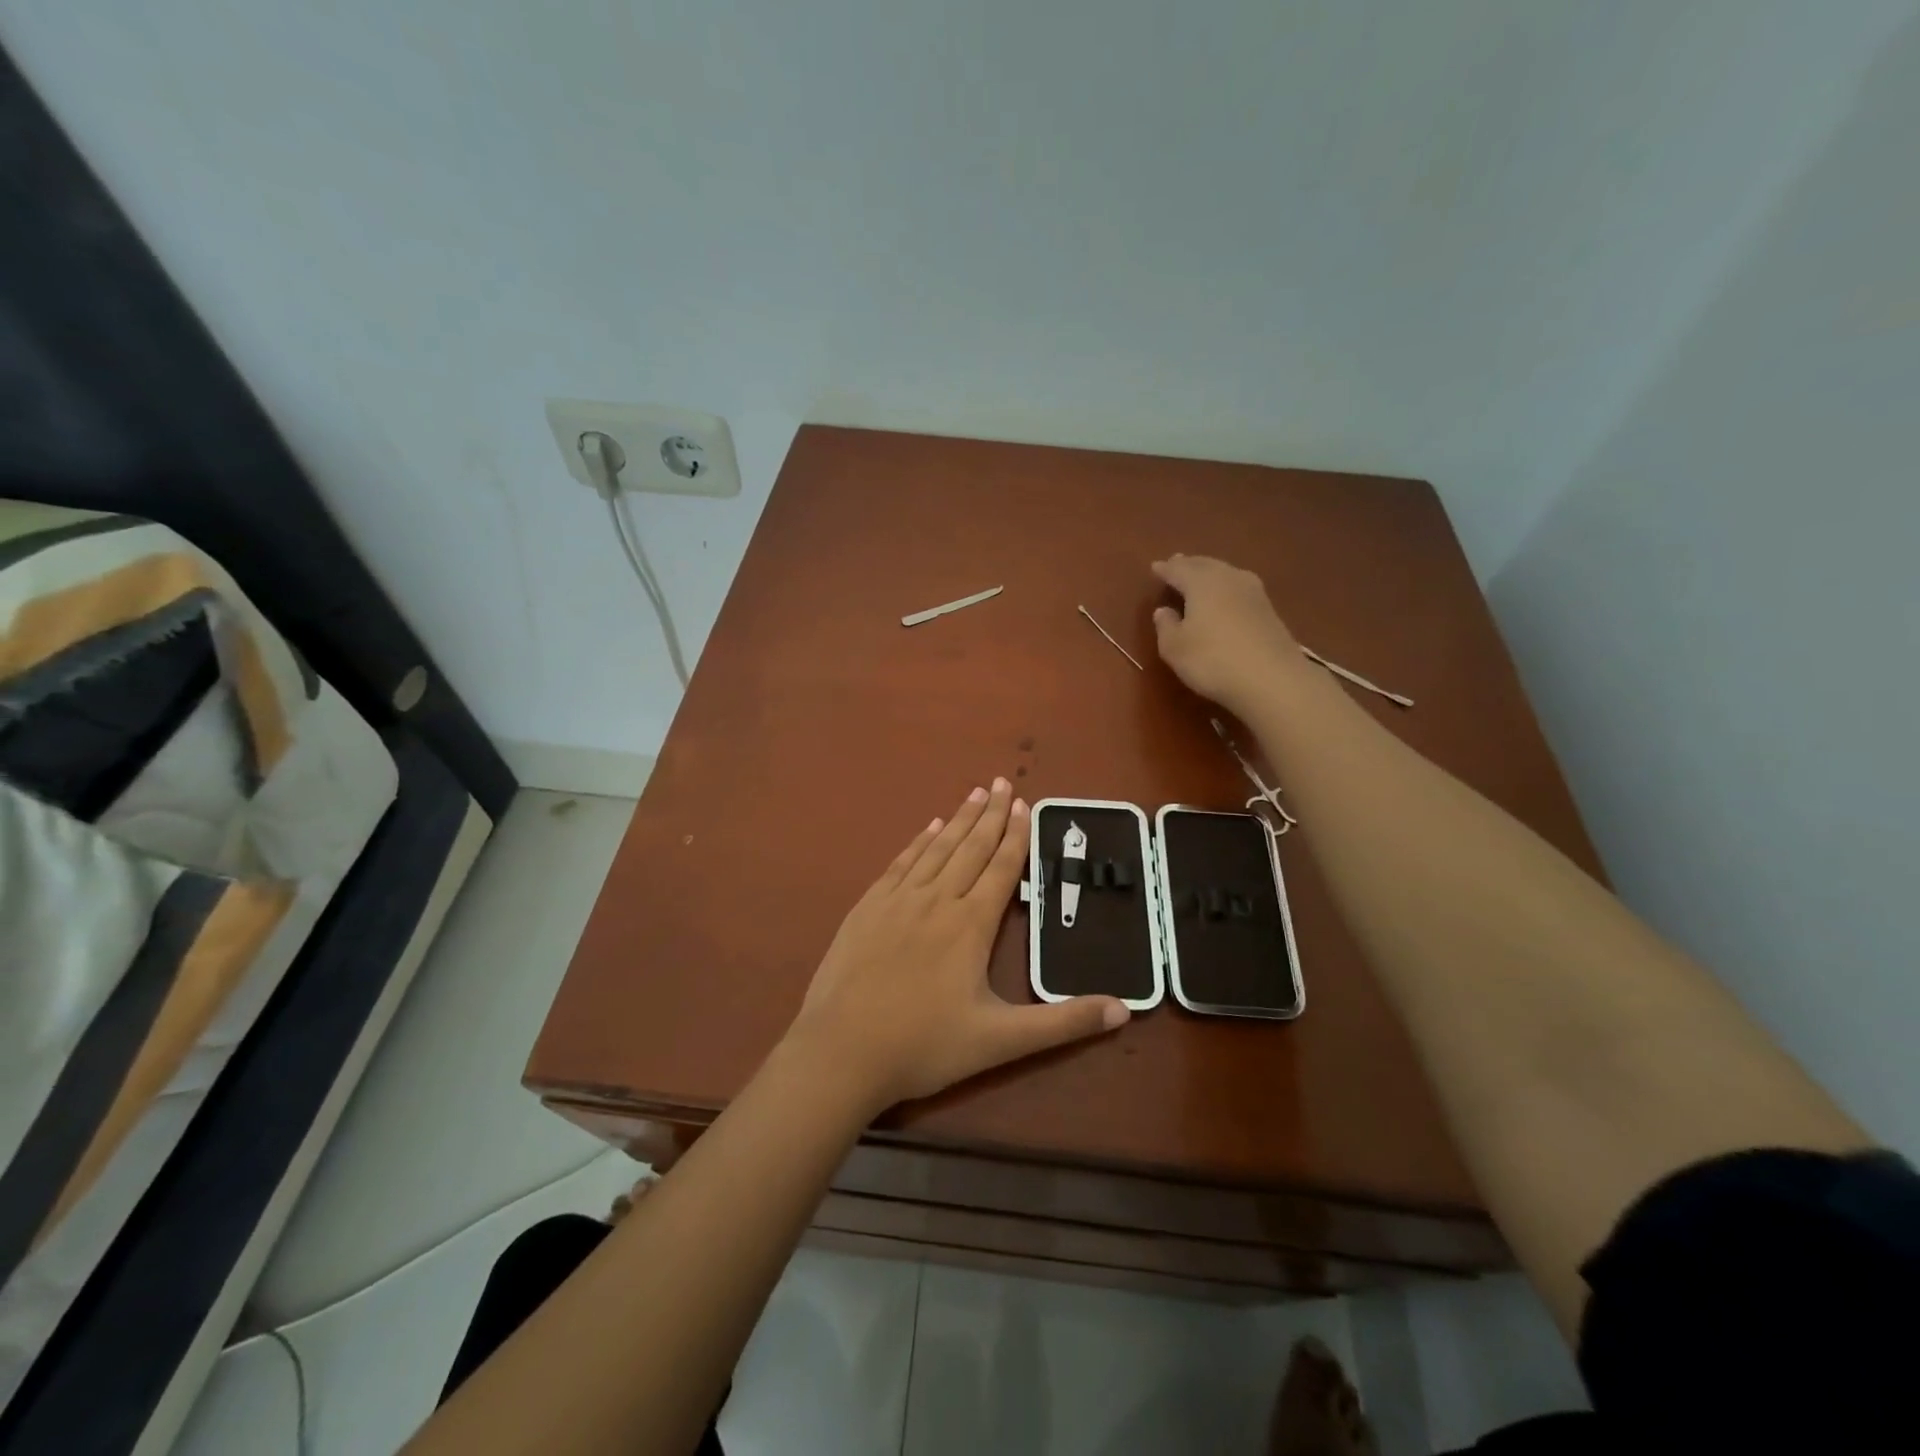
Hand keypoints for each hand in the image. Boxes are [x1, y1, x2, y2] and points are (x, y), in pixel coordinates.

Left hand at [786, 779, 1129, 1112]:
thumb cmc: (925, 1046)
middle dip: (991, 815)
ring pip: (936, 849)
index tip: (1025, 805)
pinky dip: (918, 842)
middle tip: (1003, 782)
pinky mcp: (867, 908)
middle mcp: (937, 900)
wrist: (841, 1051)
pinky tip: (928, 828)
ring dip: (958, 820)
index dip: (1016, 836)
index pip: (1001, 869)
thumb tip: (1125, 1010)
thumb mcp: (1002, 1041)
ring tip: (975, 793)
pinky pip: (900, 864)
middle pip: (971, 848)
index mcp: (970, 925)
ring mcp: (897, 901)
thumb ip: (1063, 1023)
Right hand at [1151, 554, 1305, 714]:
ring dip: (1210, 572)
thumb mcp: (1174, 648)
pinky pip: (1239, 588)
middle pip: (1205, 565)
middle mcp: (1228, 579)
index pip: (1178, 570)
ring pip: (1226, 573)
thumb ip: (1165, 626)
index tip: (1155, 567)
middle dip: (1189, 564)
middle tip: (1177, 562)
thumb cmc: (1212, 660)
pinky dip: (1226, 587)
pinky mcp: (1269, 610)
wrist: (1272, 679)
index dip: (1165, 569)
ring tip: (1200, 575)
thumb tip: (1163, 610)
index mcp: (1201, 583)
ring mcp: (1253, 592)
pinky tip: (1225, 595)